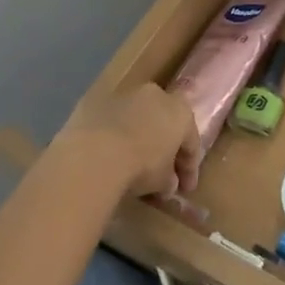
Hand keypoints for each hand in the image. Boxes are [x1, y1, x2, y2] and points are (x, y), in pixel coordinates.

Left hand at [55, 85, 201, 199]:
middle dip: (165, 147)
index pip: (191, 142)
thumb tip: (168, 182)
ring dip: (138, 137)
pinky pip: (112, 121)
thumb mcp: (162, 182)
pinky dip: (114, 135)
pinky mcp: (96, 100)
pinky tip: (109, 154)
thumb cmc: (140, 166)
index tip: (186, 189)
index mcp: (180, 112)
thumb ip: (169, 179)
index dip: (190, 168)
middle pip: (165, 123)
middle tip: (162, 173)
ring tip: (132, 162)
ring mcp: (124, 94)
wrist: (94, 153)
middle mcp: (156, 95)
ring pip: (137, 118)